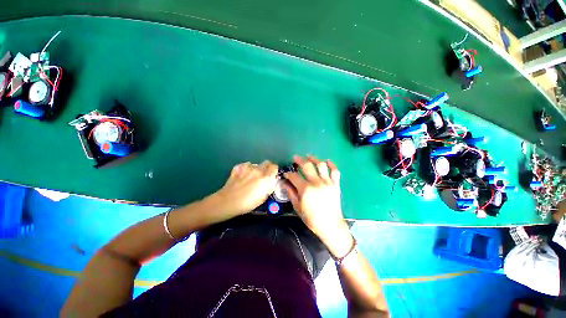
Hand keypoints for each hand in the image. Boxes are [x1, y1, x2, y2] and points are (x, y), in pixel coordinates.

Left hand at [212, 161, 278, 217]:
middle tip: (263, 176)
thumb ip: (269, 187)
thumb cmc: (248, 203)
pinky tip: (243, 176)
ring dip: (256, 169)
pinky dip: (246, 169)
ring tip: (251, 177)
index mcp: (266, 177)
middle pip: (266, 162)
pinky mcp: (238, 167)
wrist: (229, 201)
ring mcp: (247, 167)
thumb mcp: (263, 198)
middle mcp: (258, 169)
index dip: (274, 171)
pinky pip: (246, 165)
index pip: (275, 167)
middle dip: (267, 168)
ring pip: (256, 164)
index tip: (272, 176)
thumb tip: (272, 182)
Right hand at [283, 156, 352, 256]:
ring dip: (314, 159)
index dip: (289, 174)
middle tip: (295, 158)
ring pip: (321, 165)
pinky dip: (332, 165)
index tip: (286, 174)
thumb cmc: (312, 218)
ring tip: (309, 156)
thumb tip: (284, 183)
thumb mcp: (298, 207)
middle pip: (307, 166)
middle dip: (299, 160)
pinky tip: (327, 161)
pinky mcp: (336, 184)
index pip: (294, 176)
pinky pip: (335, 171)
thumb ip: (291, 193)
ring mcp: (327, 182)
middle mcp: (316, 183)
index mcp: (306, 189)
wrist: (331, 225)